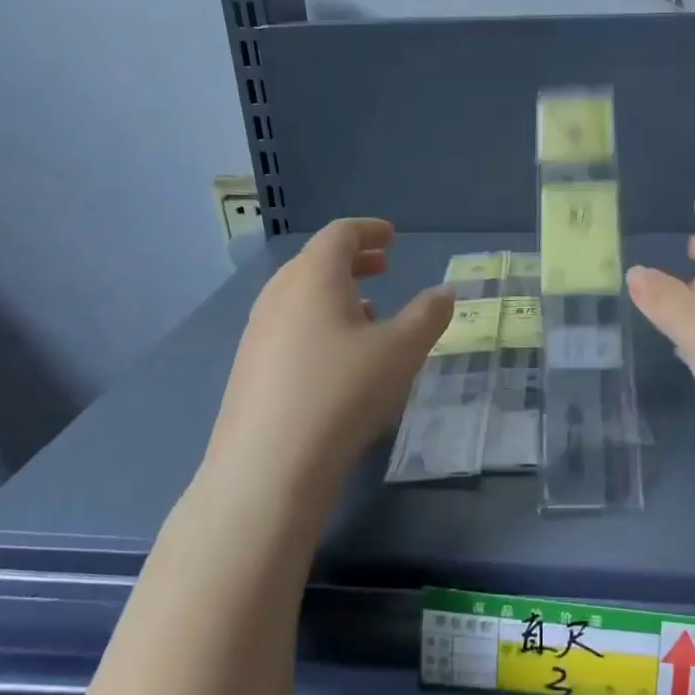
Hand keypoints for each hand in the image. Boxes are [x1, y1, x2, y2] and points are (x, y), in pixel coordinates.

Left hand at [204, 218, 452, 502]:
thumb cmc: (343, 391)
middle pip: (315, 262)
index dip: (368, 230)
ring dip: (336, 293)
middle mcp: (279, 295)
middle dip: (353, 260)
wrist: (268, 465)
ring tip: (368, 312)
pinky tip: (338, 357)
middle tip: (383, 267)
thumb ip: (428, 315)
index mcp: (313, 277)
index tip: (392, 237)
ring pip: (300, 296)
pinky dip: (318, 323)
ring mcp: (258, 332)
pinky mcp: (249, 368)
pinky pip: (289, 326)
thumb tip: (444, 292)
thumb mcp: (402, 351)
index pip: (339, 234)